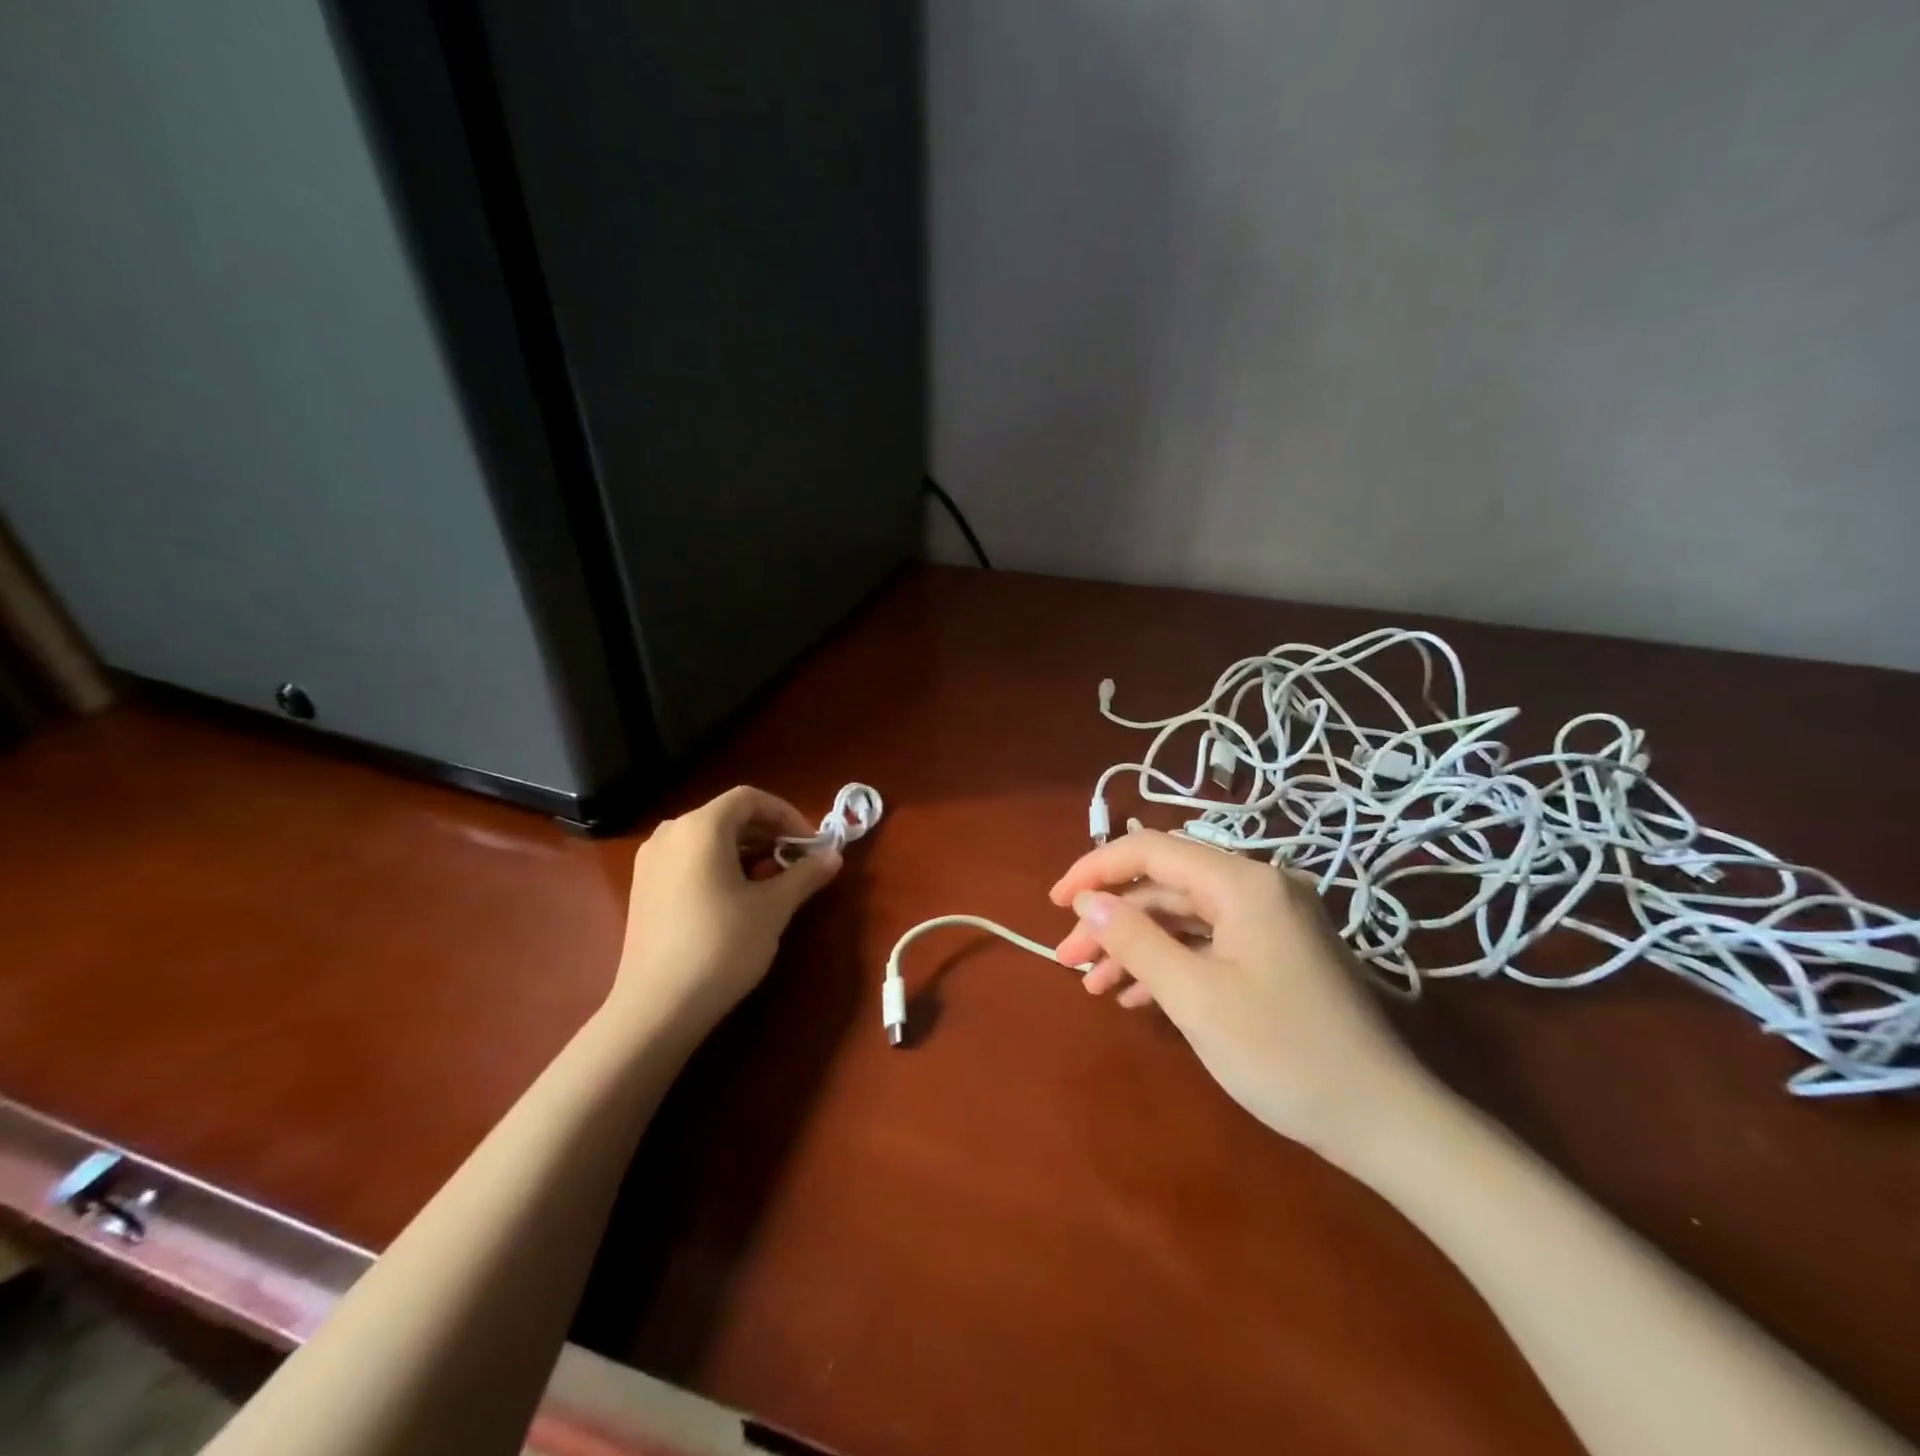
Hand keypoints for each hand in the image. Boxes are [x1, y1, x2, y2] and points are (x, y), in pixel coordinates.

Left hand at [610, 787, 840, 1038]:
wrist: (657, 1008)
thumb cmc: (721, 946)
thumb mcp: (773, 908)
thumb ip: (806, 874)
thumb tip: (834, 856)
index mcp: (700, 827)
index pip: (750, 799)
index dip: (787, 814)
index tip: (811, 844)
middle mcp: (670, 833)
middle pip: (728, 816)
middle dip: (768, 833)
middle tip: (797, 861)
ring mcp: (651, 861)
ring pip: (708, 839)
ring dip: (746, 850)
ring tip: (772, 880)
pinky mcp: (643, 888)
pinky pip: (689, 859)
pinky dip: (719, 865)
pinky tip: (737, 897)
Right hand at [1049, 829, 1435, 1159]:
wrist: (1384, 1121)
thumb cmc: (1282, 1053)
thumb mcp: (1194, 997)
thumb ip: (1135, 939)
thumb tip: (1088, 901)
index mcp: (1243, 882)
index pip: (1151, 849)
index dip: (1095, 870)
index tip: (1055, 903)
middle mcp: (1259, 886)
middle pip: (1165, 884)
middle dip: (1112, 919)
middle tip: (1069, 960)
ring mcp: (1272, 919)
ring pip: (1184, 915)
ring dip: (1136, 944)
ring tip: (1094, 984)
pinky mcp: (1278, 951)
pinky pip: (1210, 940)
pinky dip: (1170, 961)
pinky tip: (1139, 995)